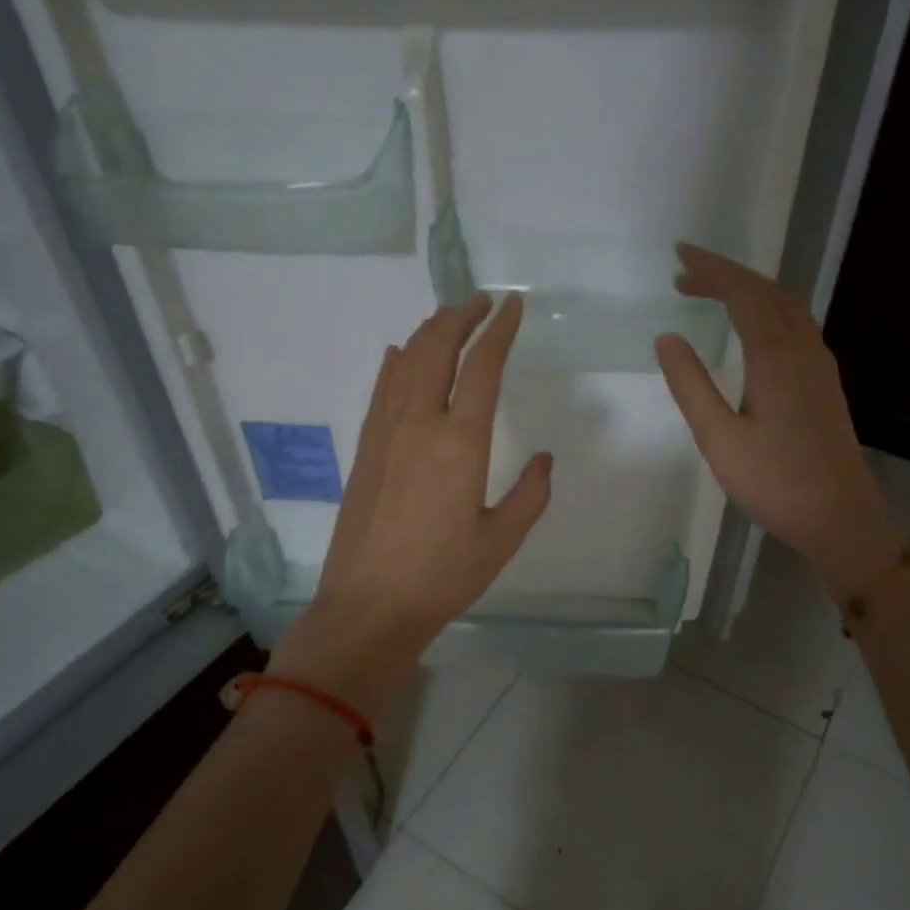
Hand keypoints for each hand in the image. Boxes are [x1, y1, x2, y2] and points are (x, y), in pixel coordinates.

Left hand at [273, 295, 551, 714]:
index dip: (500, 330)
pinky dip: (396, 362)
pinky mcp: (365, 448)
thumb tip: (544, 461)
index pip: (482, 366)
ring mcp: (384, 432)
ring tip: (451, 320)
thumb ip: (530, 494)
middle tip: (482, 302)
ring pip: (404, 361)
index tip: (514, 307)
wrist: (368, 606)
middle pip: (436, 348)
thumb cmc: (442, 577)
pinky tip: (400, 354)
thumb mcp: (501, 540)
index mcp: (460, 442)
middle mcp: (418, 424)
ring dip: (429, 332)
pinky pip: (382, 388)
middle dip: (460, 316)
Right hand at [654, 244, 898, 602]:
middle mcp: (804, 349)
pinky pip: (796, 324)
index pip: (743, 293)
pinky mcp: (824, 383)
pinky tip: (753, 328)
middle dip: (727, 274)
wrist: (840, 517)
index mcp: (776, 356)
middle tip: (685, 274)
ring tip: (713, 292)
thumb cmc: (774, 482)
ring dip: (750, 290)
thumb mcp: (719, 438)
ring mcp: (820, 365)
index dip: (711, 270)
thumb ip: (691, 385)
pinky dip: (767, 310)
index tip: (679, 257)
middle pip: (768, 291)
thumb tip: (667, 338)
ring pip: (787, 306)